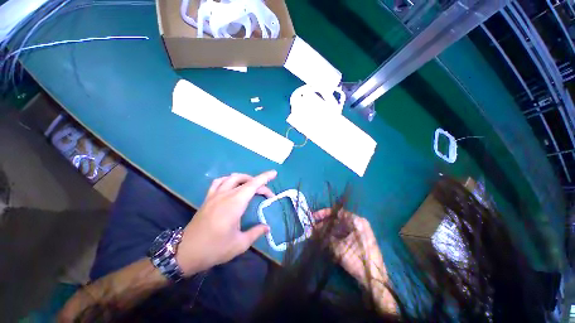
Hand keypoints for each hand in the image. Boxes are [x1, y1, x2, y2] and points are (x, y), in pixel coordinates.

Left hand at [176, 171, 276, 275]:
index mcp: (234, 204)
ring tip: (252, 186)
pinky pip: (219, 182)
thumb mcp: (239, 244)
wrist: (185, 253)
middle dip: (259, 183)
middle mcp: (225, 195)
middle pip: (246, 181)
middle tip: (266, 194)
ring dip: (245, 179)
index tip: (274, 173)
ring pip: (232, 178)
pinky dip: (228, 180)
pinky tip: (232, 186)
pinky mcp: (208, 198)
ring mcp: (214, 195)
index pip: (253, 185)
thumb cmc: (214, 249)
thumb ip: (256, 233)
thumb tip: (267, 227)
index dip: (265, 177)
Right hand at [313, 209, 395, 312]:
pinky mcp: (359, 240)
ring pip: (340, 227)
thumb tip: (313, 230)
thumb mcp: (339, 248)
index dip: (324, 213)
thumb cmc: (357, 260)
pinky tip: (326, 239)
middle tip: (313, 227)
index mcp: (357, 221)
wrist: (374, 280)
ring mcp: (360, 232)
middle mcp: (359, 223)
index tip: (314, 217)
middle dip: (325, 223)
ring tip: (317, 234)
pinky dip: (335, 235)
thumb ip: (326, 237)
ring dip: (329, 230)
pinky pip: (344, 233)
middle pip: (338, 219)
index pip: (338, 212)